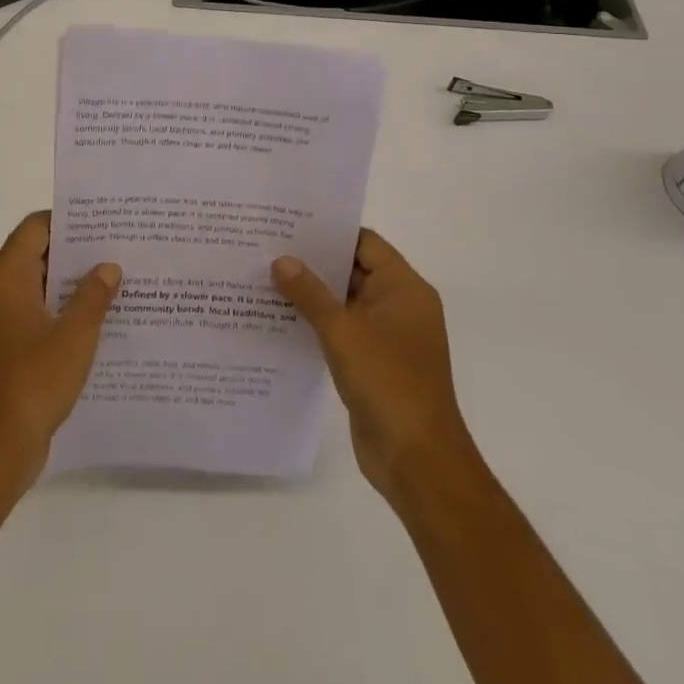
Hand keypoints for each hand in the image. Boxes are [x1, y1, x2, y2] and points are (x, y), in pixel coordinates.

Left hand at [0, 211, 121, 497]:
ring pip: (39, 286)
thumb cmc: (33, 382)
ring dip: (72, 284)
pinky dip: (62, 311)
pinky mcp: (5, 347)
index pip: (36, 227)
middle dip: (77, 252)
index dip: (69, 220)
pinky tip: (99, 321)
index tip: (106, 222)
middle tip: (120, 249)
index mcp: (5, 277)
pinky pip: (36, 313)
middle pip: (37, 253)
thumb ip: (93, 295)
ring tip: (118, 282)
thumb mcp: (75, 335)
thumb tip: (108, 266)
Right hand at [273, 230, 478, 503]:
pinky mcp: (374, 362)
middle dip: (314, 263)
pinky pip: (343, 331)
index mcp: (404, 288)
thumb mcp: (342, 331)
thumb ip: (310, 294)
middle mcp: (399, 305)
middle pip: (353, 270)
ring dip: (312, 295)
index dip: (329, 232)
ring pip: (345, 303)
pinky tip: (280, 319)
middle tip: (268, 248)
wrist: (417, 460)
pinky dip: (317, 324)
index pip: (364, 243)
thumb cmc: (387, 382)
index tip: (289, 224)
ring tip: (265, 278)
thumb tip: (281, 260)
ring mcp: (387, 336)